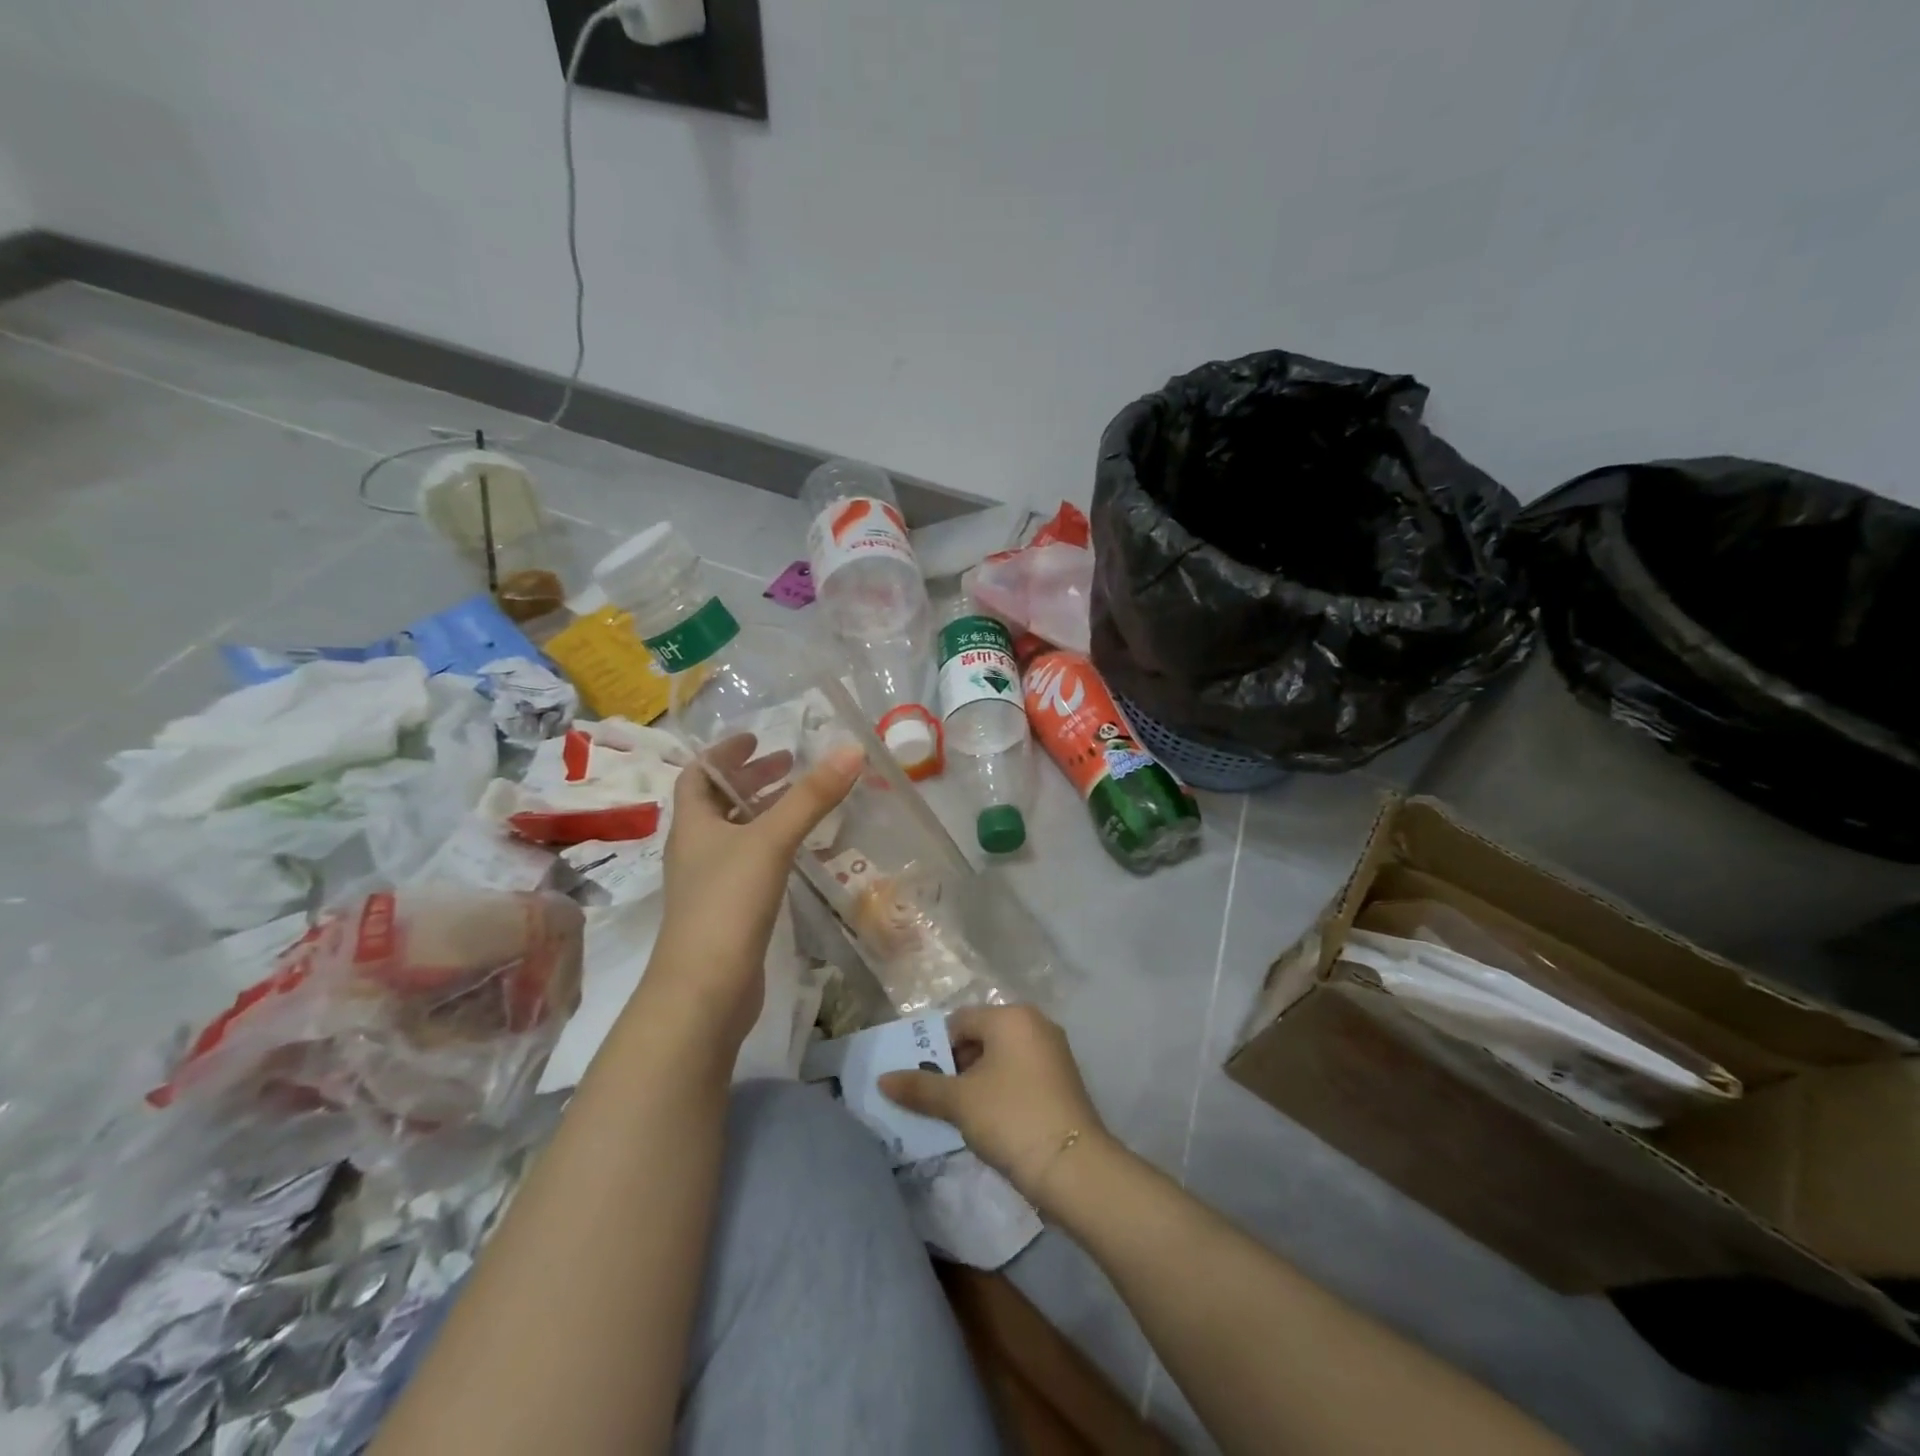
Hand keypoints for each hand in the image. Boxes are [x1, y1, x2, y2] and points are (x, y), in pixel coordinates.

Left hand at [647, 734, 862, 1048]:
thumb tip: (851, 750)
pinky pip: (748, 864)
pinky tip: (797, 852)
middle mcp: (695, 849)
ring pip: (735, 834)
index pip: (698, 775)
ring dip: (762, 812)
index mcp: (692, 824)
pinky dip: (770, 846)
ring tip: (800, 802)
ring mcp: (709, 884)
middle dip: (751, 780)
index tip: (756, 738)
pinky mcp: (727, 912)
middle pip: (718, 803)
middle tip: (789, 764)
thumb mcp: (770, 841)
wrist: (704, 991)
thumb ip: (811, 797)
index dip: (724, 753)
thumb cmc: (727, 903)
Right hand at [879, 1005, 1109, 1208]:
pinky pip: (1020, 1073)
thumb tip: (882, 1080)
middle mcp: (1035, 1023)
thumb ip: (919, 1087)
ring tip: (962, 1114)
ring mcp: (1053, 1051)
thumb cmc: (1011, 1118)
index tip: (924, 1084)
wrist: (1073, 1166)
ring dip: (978, 1081)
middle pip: (981, 1037)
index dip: (936, 1050)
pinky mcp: (1062, 1079)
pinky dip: (1001, 1090)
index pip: (959, 1021)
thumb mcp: (959, 1102)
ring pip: (1001, 1057)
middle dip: (957, 1066)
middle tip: (940, 1101)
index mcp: (1011, 1016)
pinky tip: (991, 1121)